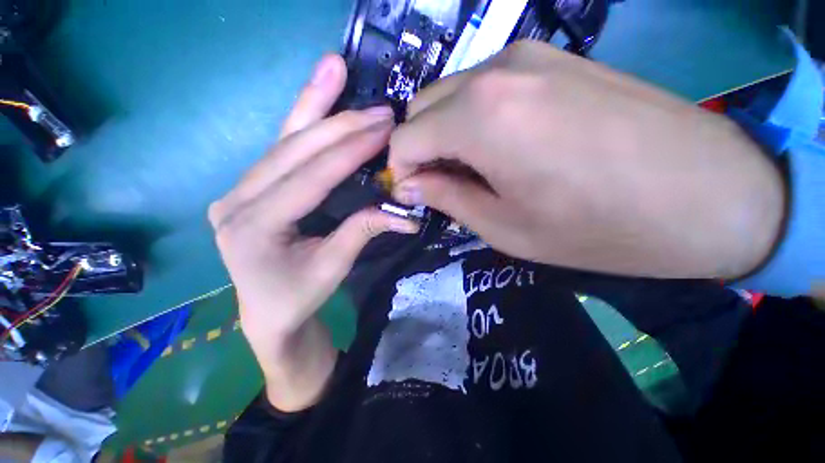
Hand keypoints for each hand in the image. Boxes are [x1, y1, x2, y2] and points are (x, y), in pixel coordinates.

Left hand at [209, 54, 417, 409]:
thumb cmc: (298, 296)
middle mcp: (236, 199)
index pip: (311, 177)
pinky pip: (281, 148)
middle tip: (379, 108)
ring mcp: (239, 189)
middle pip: (294, 150)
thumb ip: (363, 231)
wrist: (268, 314)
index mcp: (253, 226)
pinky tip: (317, 95)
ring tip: (334, 68)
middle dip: (340, 125)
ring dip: (314, 105)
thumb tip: (405, 213)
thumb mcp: (334, 267)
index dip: (350, 152)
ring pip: (283, 139)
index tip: (384, 129)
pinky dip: (302, 119)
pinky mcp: (250, 187)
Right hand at [389, 41, 784, 279]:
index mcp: (480, 118)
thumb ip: (446, 198)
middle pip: (422, 107)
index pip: (405, 137)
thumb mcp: (505, 227)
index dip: (400, 169)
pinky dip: (473, 118)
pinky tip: (502, 146)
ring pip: (451, 93)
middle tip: (439, 183)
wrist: (714, 196)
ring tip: (471, 169)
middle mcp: (496, 72)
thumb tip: (410, 185)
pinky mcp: (555, 59)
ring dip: (445, 132)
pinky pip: (485, 87)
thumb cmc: (600, 227)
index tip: (411, 193)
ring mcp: (529, 57)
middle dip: (418, 147)